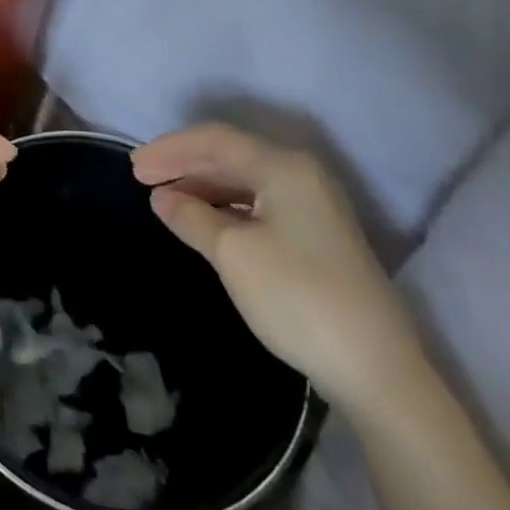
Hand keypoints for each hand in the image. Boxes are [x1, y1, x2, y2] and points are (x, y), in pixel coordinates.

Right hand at [133, 123, 426, 414]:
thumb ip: (192, 217)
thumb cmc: (297, 297)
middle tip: (140, 178)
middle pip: (230, 154)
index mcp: (283, 168)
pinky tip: (202, 220)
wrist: (376, 369)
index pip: (215, 140)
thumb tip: (163, 198)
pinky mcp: (315, 236)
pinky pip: (257, 203)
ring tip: (165, 200)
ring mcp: (312, 206)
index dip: (170, 149)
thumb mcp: (232, 253)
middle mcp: (301, 176)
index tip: (133, 168)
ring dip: (202, 185)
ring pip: (244, 180)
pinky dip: (224, 206)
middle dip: (183, 163)